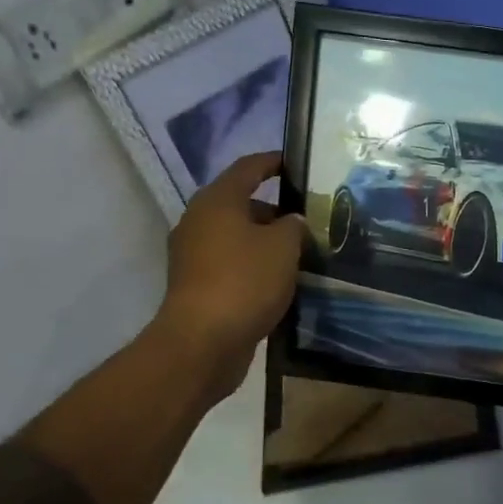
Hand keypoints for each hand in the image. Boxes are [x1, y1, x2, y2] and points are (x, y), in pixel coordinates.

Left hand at [157, 152, 308, 366]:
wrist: (204, 341)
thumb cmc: (245, 281)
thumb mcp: (284, 246)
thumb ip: (293, 226)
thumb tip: (291, 220)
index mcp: (217, 201)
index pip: (248, 168)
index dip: (273, 162)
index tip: (296, 163)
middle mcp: (199, 221)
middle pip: (241, 204)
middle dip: (275, 210)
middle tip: (309, 219)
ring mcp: (193, 255)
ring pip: (237, 236)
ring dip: (265, 241)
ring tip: (300, 251)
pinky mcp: (197, 284)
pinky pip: (232, 263)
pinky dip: (254, 265)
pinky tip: (280, 280)